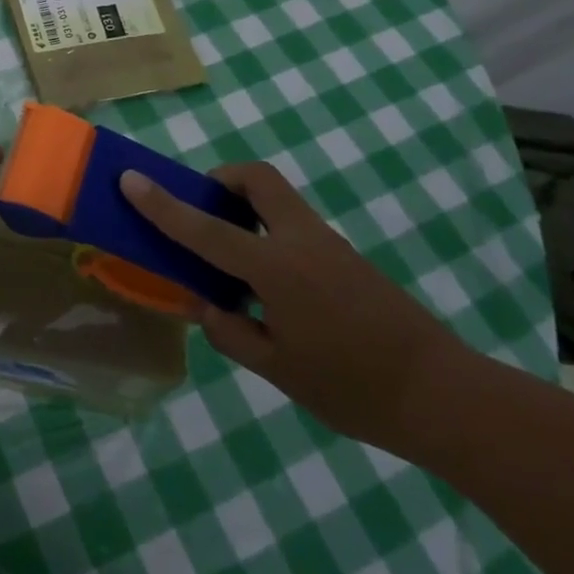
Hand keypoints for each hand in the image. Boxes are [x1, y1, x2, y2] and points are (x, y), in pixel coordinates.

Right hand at [121, 162, 467, 449]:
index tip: (130, 179)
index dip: (162, 204)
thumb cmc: (353, 388)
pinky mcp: (344, 257)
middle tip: (201, 209)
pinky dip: (265, 232)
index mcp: (276, 269)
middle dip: (220, 179)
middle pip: (256, 178)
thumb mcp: (278, 370)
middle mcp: (300, 241)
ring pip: (276, 199)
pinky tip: (266, 286)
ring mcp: (328, 244)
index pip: (205, 228)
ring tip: (228, 257)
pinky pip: (292, 224)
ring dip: (242, 207)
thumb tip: (210, 309)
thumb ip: (232, 333)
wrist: (443, 395)